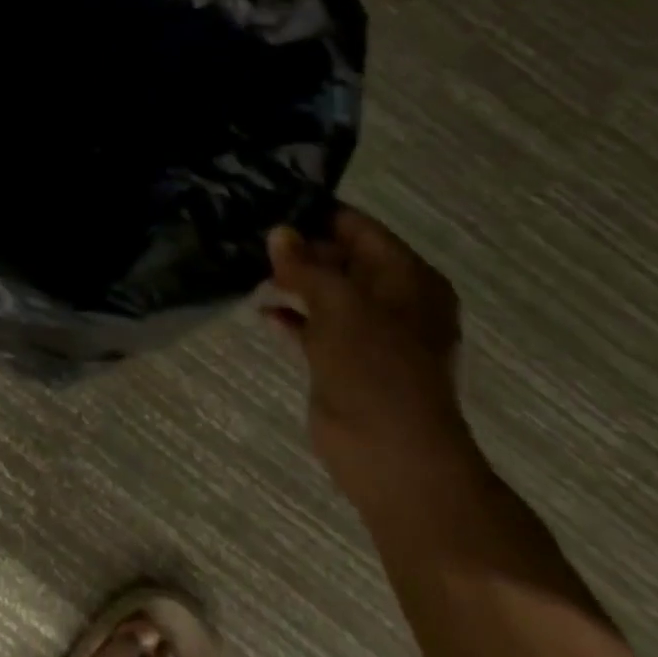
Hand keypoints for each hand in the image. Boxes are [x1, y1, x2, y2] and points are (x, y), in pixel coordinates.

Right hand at [264, 206, 474, 506]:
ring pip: (325, 293)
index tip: (272, 203)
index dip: (319, 216)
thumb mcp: (340, 304)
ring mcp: (369, 334)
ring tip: (249, 265)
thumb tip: (279, 232)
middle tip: (251, 234)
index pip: (361, 230)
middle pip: (342, 260)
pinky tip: (261, 311)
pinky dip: (290, 317)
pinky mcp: (344, 361)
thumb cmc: (376, 367)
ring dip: (292, 282)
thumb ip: (306, 265)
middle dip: (300, 249)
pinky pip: (314, 327)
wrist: (390, 453)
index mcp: (409, 279)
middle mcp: (393, 301)